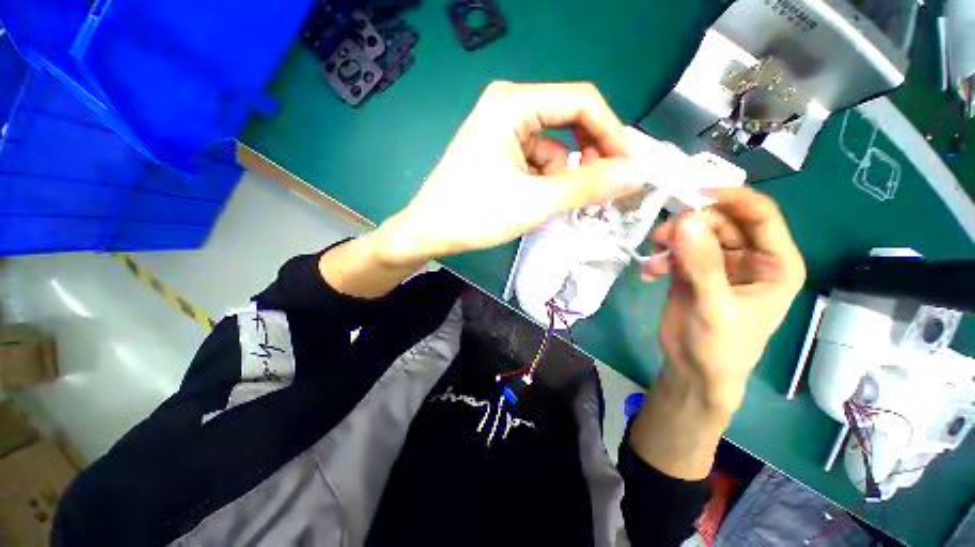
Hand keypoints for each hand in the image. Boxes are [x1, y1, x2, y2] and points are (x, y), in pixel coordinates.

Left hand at [373, 81, 641, 265]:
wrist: (429, 232)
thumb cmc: (476, 214)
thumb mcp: (535, 201)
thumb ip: (588, 186)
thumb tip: (636, 173)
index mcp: (514, 103)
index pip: (582, 103)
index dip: (613, 133)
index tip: (631, 166)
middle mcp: (508, 107)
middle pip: (568, 122)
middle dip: (589, 156)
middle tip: (604, 187)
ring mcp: (501, 132)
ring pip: (553, 148)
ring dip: (565, 176)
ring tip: (564, 204)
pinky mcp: (498, 154)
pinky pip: (536, 162)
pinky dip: (546, 182)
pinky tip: (541, 203)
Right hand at [643, 188, 805, 415]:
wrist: (694, 370)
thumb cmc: (720, 346)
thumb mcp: (714, 306)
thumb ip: (701, 265)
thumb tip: (685, 221)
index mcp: (774, 263)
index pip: (760, 215)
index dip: (732, 198)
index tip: (695, 192)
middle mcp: (749, 257)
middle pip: (721, 221)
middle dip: (691, 225)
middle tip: (662, 237)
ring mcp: (719, 263)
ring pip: (696, 234)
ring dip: (672, 242)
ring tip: (654, 258)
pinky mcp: (693, 271)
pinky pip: (677, 251)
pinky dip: (661, 258)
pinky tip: (649, 273)